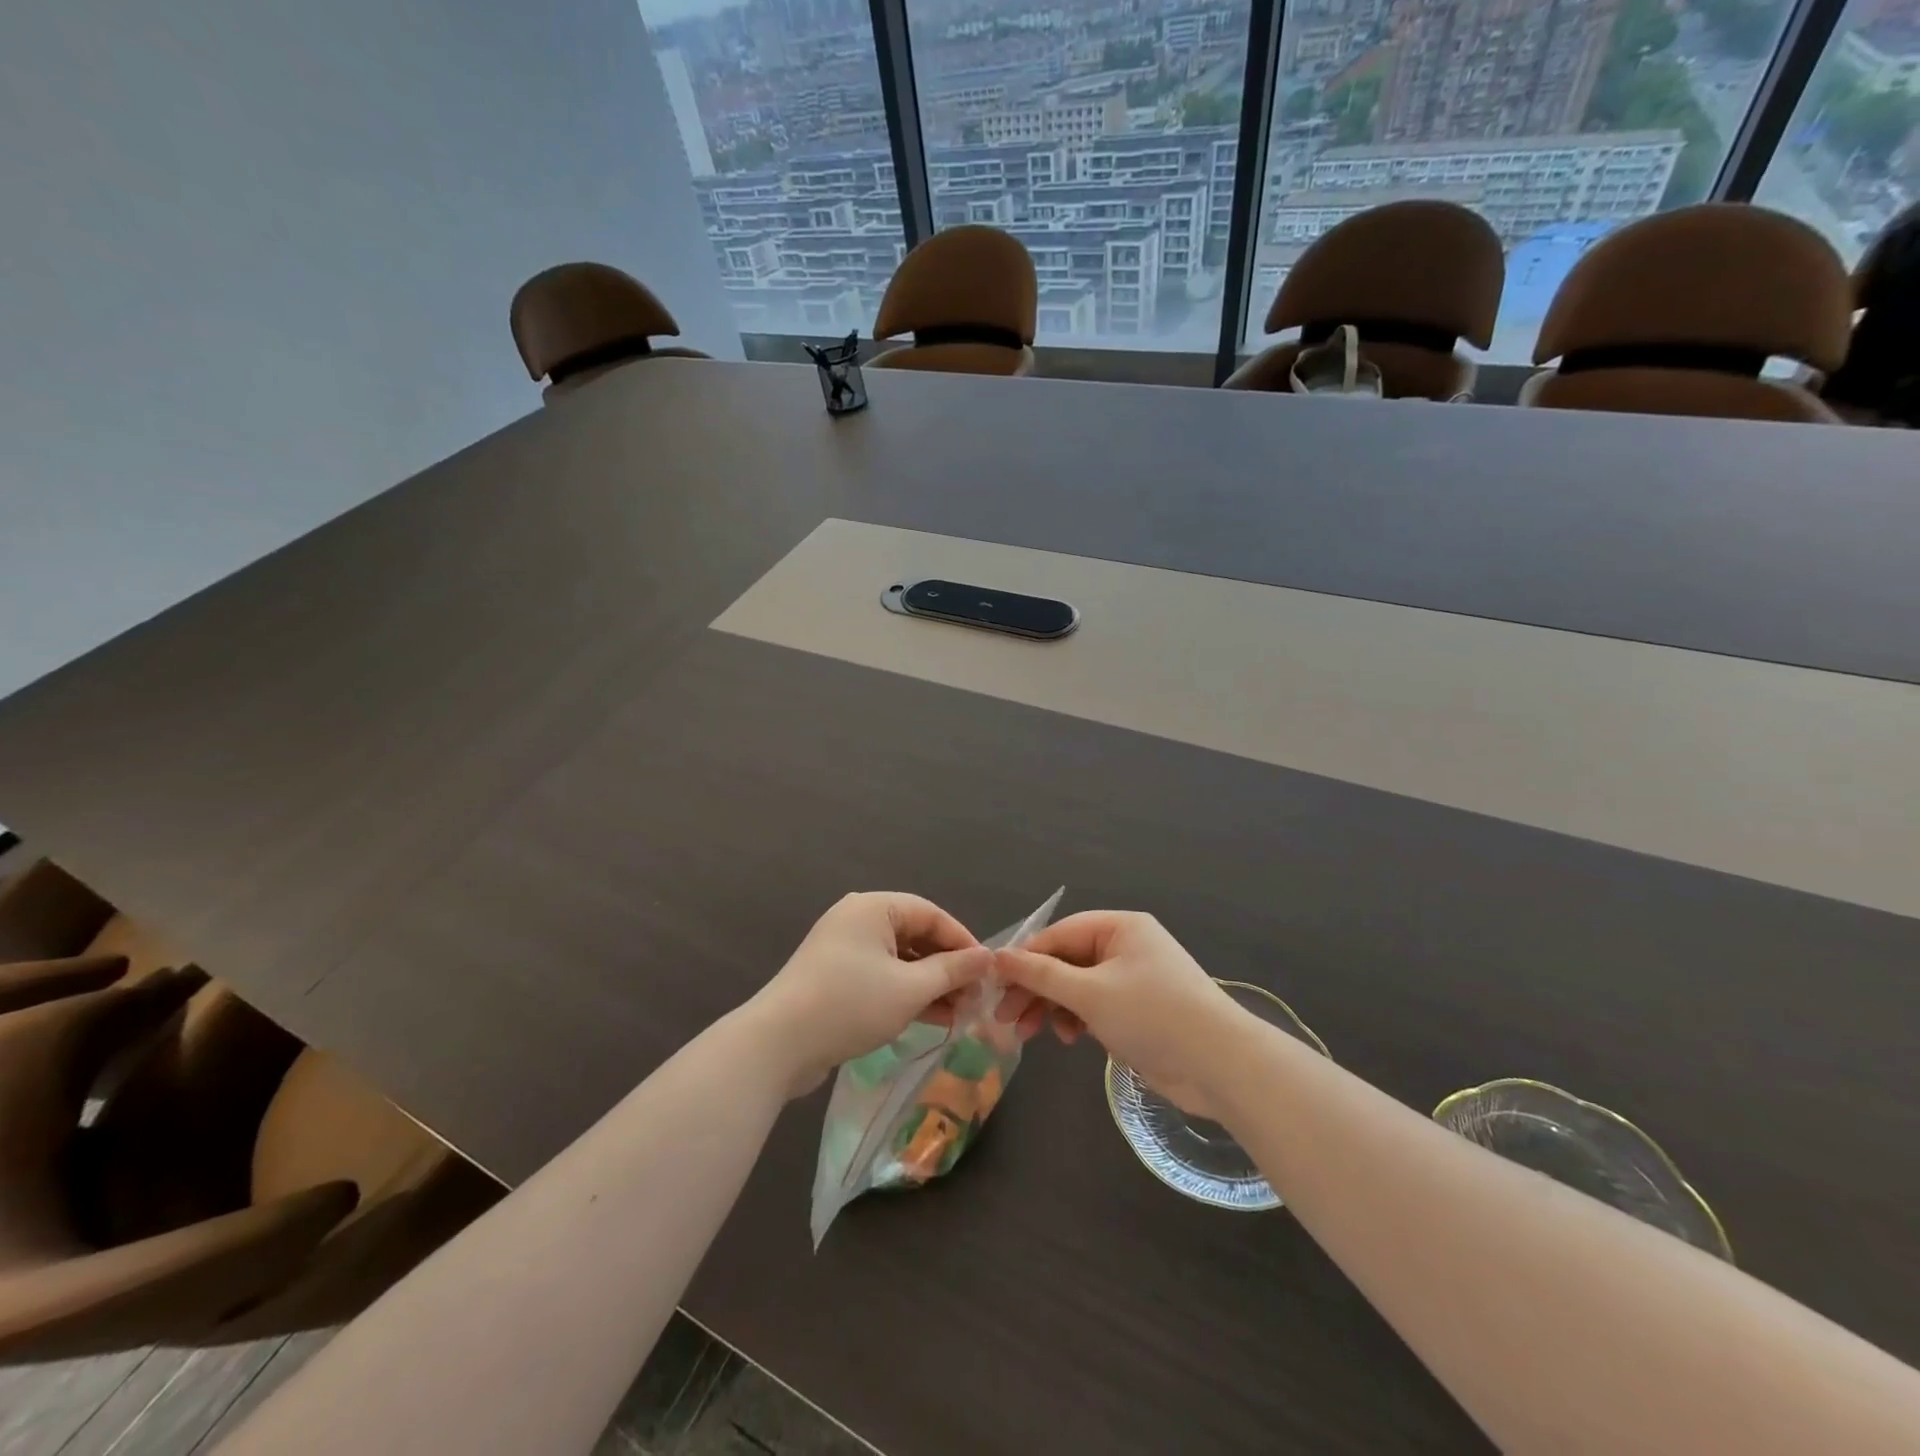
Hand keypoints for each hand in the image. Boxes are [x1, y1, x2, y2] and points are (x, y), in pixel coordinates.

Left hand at [748, 893, 991, 1097]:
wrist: (777, 1044)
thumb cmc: (850, 1004)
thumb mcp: (910, 989)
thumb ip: (952, 971)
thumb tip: (987, 957)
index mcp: (874, 907)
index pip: (931, 914)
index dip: (962, 941)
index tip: (987, 971)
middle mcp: (857, 919)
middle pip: (915, 935)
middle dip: (947, 967)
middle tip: (975, 997)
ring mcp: (843, 948)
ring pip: (899, 959)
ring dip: (929, 984)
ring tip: (959, 1014)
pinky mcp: (835, 977)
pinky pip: (880, 976)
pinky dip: (905, 993)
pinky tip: (931, 1019)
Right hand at [995, 911, 1242, 1119]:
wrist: (1220, 1066)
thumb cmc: (1152, 1015)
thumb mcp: (1089, 993)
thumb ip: (1041, 974)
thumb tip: (997, 956)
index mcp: (1120, 927)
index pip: (1060, 933)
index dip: (1025, 957)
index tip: (994, 982)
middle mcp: (1126, 946)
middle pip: (1066, 960)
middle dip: (1035, 987)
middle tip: (1004, 1016)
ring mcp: (1133, 979)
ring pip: (1077, 986)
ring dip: (1052, 1006)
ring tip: (1030, 1033)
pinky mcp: (1138, 1010)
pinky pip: (1095, 1005)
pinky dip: (1076, 1019)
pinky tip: (1068, 1038)